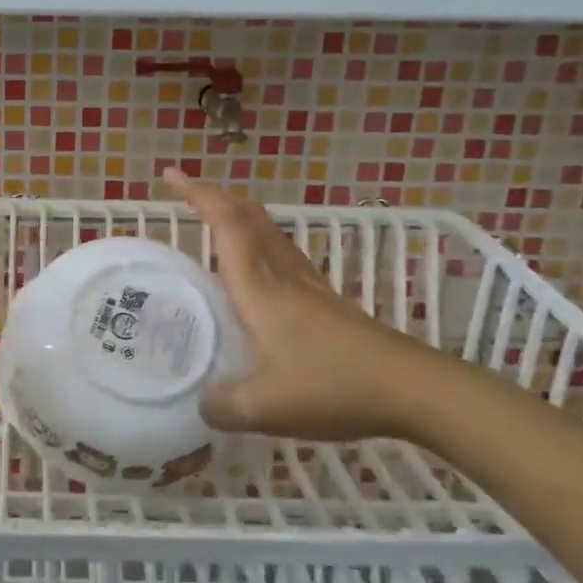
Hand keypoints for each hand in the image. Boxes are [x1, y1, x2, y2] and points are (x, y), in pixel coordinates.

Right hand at [164, 169, 453, 444]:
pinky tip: (258, 273)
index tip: (171, 175)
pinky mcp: (326, 302)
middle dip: (216, 197)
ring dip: (240, 217)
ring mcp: (309, 286)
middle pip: (250, 218)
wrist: (411, 388)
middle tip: (187, 194)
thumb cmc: (332, 386)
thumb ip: (222, 405)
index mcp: (259, 289)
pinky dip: (260, 244)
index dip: (198, 195)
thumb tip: (201, 404)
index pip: (226, 225)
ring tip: (215, 222)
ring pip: (270, 233)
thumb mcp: (264, 408)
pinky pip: (284, 255)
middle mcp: (283, 276)